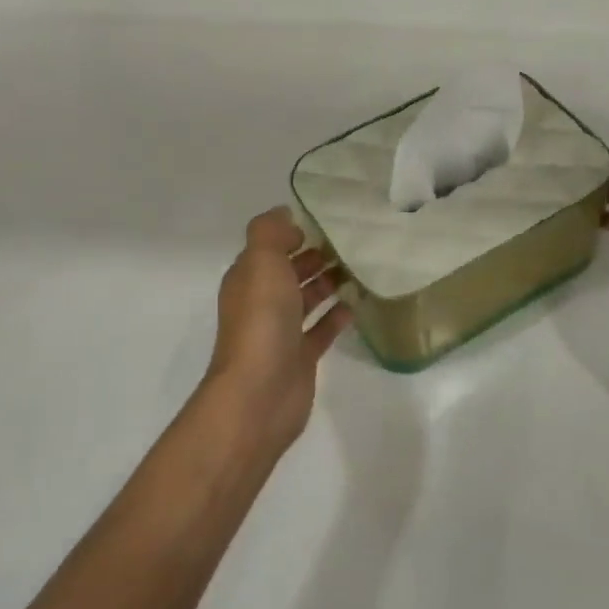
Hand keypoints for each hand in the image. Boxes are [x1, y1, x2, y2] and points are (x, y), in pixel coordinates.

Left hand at [207, 208, 353, 450]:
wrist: (259, 393)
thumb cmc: (261, 321)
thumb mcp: (261, 262)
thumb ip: (270, 232)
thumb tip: (285, 215)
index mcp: (249, 278)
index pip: (269, 248)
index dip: (292, 234)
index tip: (325, 222)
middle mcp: (262, 302)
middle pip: (289, 272)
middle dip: (314, 257)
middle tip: (351, 243)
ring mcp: (281, 332)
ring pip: (306, 299)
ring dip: (328, 283)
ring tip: (359, 267)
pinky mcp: (301, 357)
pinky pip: (321, 329)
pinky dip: (336, 316)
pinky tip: (356, 304)